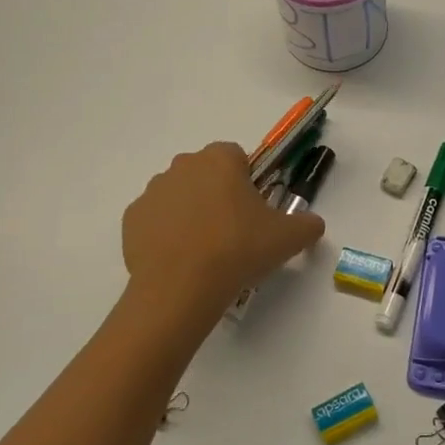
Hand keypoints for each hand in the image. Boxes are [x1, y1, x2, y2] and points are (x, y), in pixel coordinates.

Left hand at [123, 143, 324, 322]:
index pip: (237, 156)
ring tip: (206, 251)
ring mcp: (153, 191)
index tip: (255, 210)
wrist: (181, 288)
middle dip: (218, 194)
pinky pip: (156, 220)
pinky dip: (167, 234)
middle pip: (206, 173)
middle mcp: (183, 165)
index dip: (248, 181)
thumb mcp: (288, 238)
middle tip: (234, 232)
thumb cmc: (238, 250)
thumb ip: (307, 224)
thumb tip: (313, 224)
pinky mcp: (132, 219)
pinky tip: (181, 260)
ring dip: (192, 212)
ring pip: (180, 195)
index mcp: (219, 159)